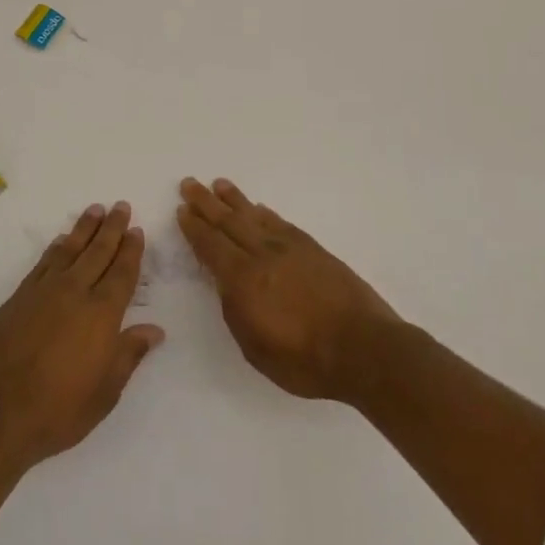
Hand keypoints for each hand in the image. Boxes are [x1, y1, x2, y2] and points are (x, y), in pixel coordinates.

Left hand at [0, 203, 164, 468]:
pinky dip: (56, 248)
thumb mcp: (106, 391)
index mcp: (102, 314)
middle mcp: (75, 292)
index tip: (136, 230)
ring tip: (95, 210)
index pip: (121, 273)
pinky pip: (43, 263)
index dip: (131, 251)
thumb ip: (129, 354)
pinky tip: (61, 241)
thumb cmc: (60, 410)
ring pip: (70, 250)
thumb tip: (155, 329)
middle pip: (98, 252)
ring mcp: (44, 291)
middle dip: (111, 228)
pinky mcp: (19, 297)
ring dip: (84, 228)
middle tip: (121, 206)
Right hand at [178, 178, 399, 402]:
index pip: (210, 245)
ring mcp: (290, 248)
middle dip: (206, 203)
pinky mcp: (313, 249)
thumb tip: (227, 284)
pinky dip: (266, 214)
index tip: (182, 210)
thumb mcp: (254, 347)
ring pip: (254, 216)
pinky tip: (259, 209)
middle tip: (189, 184)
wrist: (363, 348)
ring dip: (234, 200)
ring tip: (219, 184)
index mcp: (242, 279)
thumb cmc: (304, 360)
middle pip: (228, 222)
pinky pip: (281, 224)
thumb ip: (235, 311)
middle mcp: (262, 255)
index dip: (194, 228)